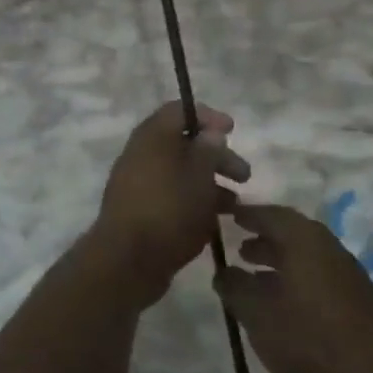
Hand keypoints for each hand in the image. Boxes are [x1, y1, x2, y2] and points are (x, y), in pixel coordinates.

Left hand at [94, 102, 250, 303]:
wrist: (127, 262)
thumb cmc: (170, 210)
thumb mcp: (199, 175)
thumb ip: (209, 149)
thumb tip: (210, 132)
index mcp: (152, 137)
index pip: (179, 111)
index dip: (208, 116)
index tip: (232, 130)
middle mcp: (141, 154)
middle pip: (183, 144)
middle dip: (217, 157)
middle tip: (244, 175)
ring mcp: (137, 184)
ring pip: (179, 173)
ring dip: (209, 183)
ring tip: (235, 205)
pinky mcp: (138, 211)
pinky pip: (170, 196)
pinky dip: (193, 201)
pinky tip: (214, 221)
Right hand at [215, 205, 372, 372]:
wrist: (372, 371)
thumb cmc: (307, 333)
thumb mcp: (257, 312)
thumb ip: (235, 288)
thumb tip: (222, 272)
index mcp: (303, 239)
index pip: (272, 215)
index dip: (249, 214)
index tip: (230, 215)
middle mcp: (327, 247)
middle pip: (291, 234)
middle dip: (264, 240)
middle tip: (240, 249)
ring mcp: (346, 272)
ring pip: (306, 257)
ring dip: (280, 262)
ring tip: (255, 278)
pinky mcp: (356, 298)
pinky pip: (318, 276)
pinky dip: (296, 279)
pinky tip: (283, 304)